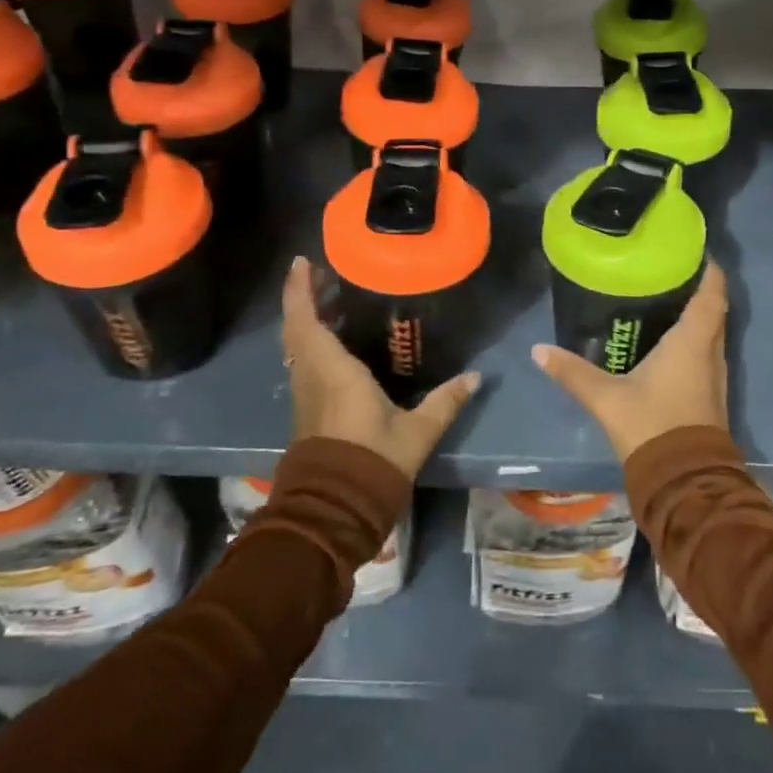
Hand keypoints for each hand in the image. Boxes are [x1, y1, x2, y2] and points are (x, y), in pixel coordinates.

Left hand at [280, 256, 480, 479]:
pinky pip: (304, 363)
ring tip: (332, 301)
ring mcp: (306, 394)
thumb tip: (476, 377)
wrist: (334, 510)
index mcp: (333, 371)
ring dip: (307, 320)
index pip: (305, 321)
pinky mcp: (308, 410)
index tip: (303, 261)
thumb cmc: (372, 461)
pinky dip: (313, 342)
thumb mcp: (416, 431)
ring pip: (297, 346)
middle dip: (303, 298)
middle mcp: (312, 376)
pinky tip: (338, 342)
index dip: (299, 290)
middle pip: (296, 328)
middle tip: (324, 275)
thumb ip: (445, 401)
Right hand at [531, 261, 728, 462]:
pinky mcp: (711, 396)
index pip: (711, 295)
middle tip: (668, 271)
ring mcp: (715, 377)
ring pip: (712, 334)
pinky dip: (693, 339)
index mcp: (691, 342)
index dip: (709, 270)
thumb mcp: (605, 398)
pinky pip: (706, 354)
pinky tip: (667, 341)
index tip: (695, 251)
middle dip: (698, 289)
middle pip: (713, 311)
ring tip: (665, 299)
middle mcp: (710, 353)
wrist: (684, 482)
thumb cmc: (651, 426)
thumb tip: (538, 350)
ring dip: (697, 316)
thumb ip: (572, 372)